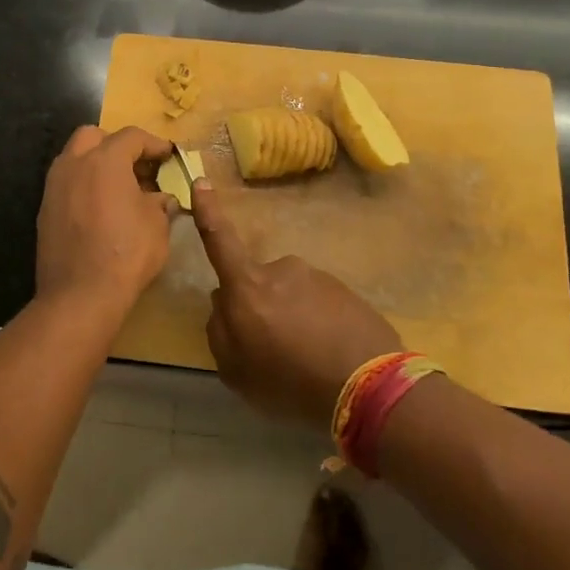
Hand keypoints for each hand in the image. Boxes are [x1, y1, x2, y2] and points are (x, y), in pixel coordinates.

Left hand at [35, 125, 177, 321]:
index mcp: (105, 160)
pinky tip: (100, 209)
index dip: (154, 143)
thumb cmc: (126, 254)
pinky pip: (66, 184)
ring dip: (97, 164)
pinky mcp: (45, 210)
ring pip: (74, 158)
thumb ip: (160, 203)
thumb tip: (161, 198)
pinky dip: (84, 186)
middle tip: (137, 166)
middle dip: (117, 145)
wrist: (80, 295)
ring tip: (119, 188)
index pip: (132, 136)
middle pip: (94, 137)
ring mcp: (54, 187)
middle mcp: (74, 164)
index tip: (168, 156)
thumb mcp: (157, 226)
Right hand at [191, 179, 401, 427]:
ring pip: (290, 294)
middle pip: (257, 283)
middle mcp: (281, 270)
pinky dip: (318, 323)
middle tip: (272, 349)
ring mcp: (316, 277)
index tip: (200, 181)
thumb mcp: (236, 372)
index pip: (220, 242)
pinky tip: (328, 353)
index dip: (208, 212)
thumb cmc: (291, 382)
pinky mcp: (344, 290)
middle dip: (260, 306)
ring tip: (306, 358)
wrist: (369, 387)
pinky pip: (319, 303)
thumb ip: (219, 332)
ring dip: (291, 317)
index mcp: (248, 287)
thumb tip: (222, 304)